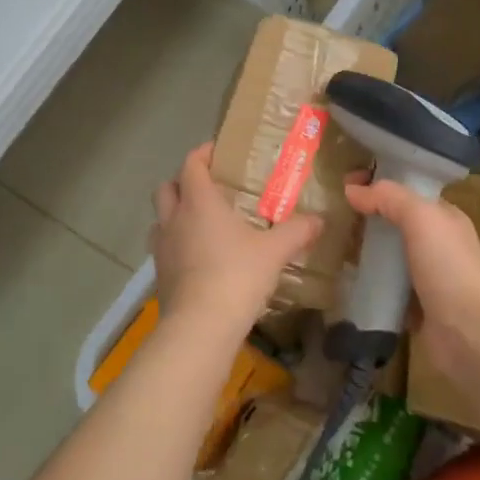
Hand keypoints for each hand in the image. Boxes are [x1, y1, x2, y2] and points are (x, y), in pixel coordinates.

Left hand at [151, 143, 322, 330]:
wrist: (201, 326)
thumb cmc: (236, 276)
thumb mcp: (274, 252)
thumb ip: (297, 231)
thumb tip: (319, 220)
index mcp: (199, 202)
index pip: (191, 164)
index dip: (202, 154)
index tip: (217, 152)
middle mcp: (174, 219)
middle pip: (167, 188)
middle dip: (183, 183)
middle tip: (209, 189)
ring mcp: (162, 248)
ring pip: (161, 219)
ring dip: (176, 215)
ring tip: (202, 225)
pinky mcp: (160, 275)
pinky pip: (164, 249)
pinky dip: (178, 245)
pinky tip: (200, 259)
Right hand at [345, 179, 479, 381]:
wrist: (471, 333)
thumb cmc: (449, 267)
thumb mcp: (422, 218)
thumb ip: (389, 198)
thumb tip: (352, 189)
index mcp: (443, 217)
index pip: (407, 191)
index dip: (378, 184)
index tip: (344, 185)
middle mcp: (437, 244)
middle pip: (395, 223)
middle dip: (366, 218)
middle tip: (331, 216)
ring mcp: (427, 277)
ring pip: (389, 256)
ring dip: (364, 252)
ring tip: (330, 246)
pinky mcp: (416, 307)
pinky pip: (387, 288)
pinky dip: (369, 284)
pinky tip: (346, 280)